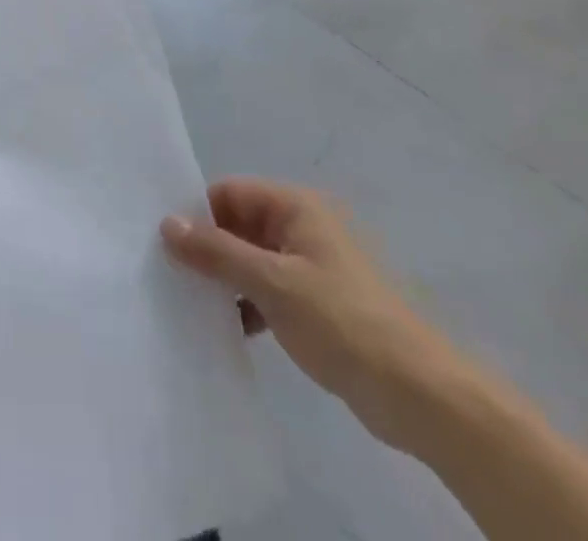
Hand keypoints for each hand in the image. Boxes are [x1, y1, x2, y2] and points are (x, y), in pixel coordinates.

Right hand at [161, 180, 464, 452]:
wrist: (421, 395)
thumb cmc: (343, 321)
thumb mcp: (272, 282)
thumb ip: (217, 252)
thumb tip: (167, 224)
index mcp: (296, 206)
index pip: (230, 192)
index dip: (198, 214)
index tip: (165, 244)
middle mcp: (303, 226)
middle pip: (240, 224)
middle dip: (208, 249)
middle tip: (170, 276)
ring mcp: (313, 266)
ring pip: (253, 260)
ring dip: (226, 280)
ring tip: (191, 305)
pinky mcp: (320, 304)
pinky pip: (270, 290)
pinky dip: (248, 304)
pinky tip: (228, 330)